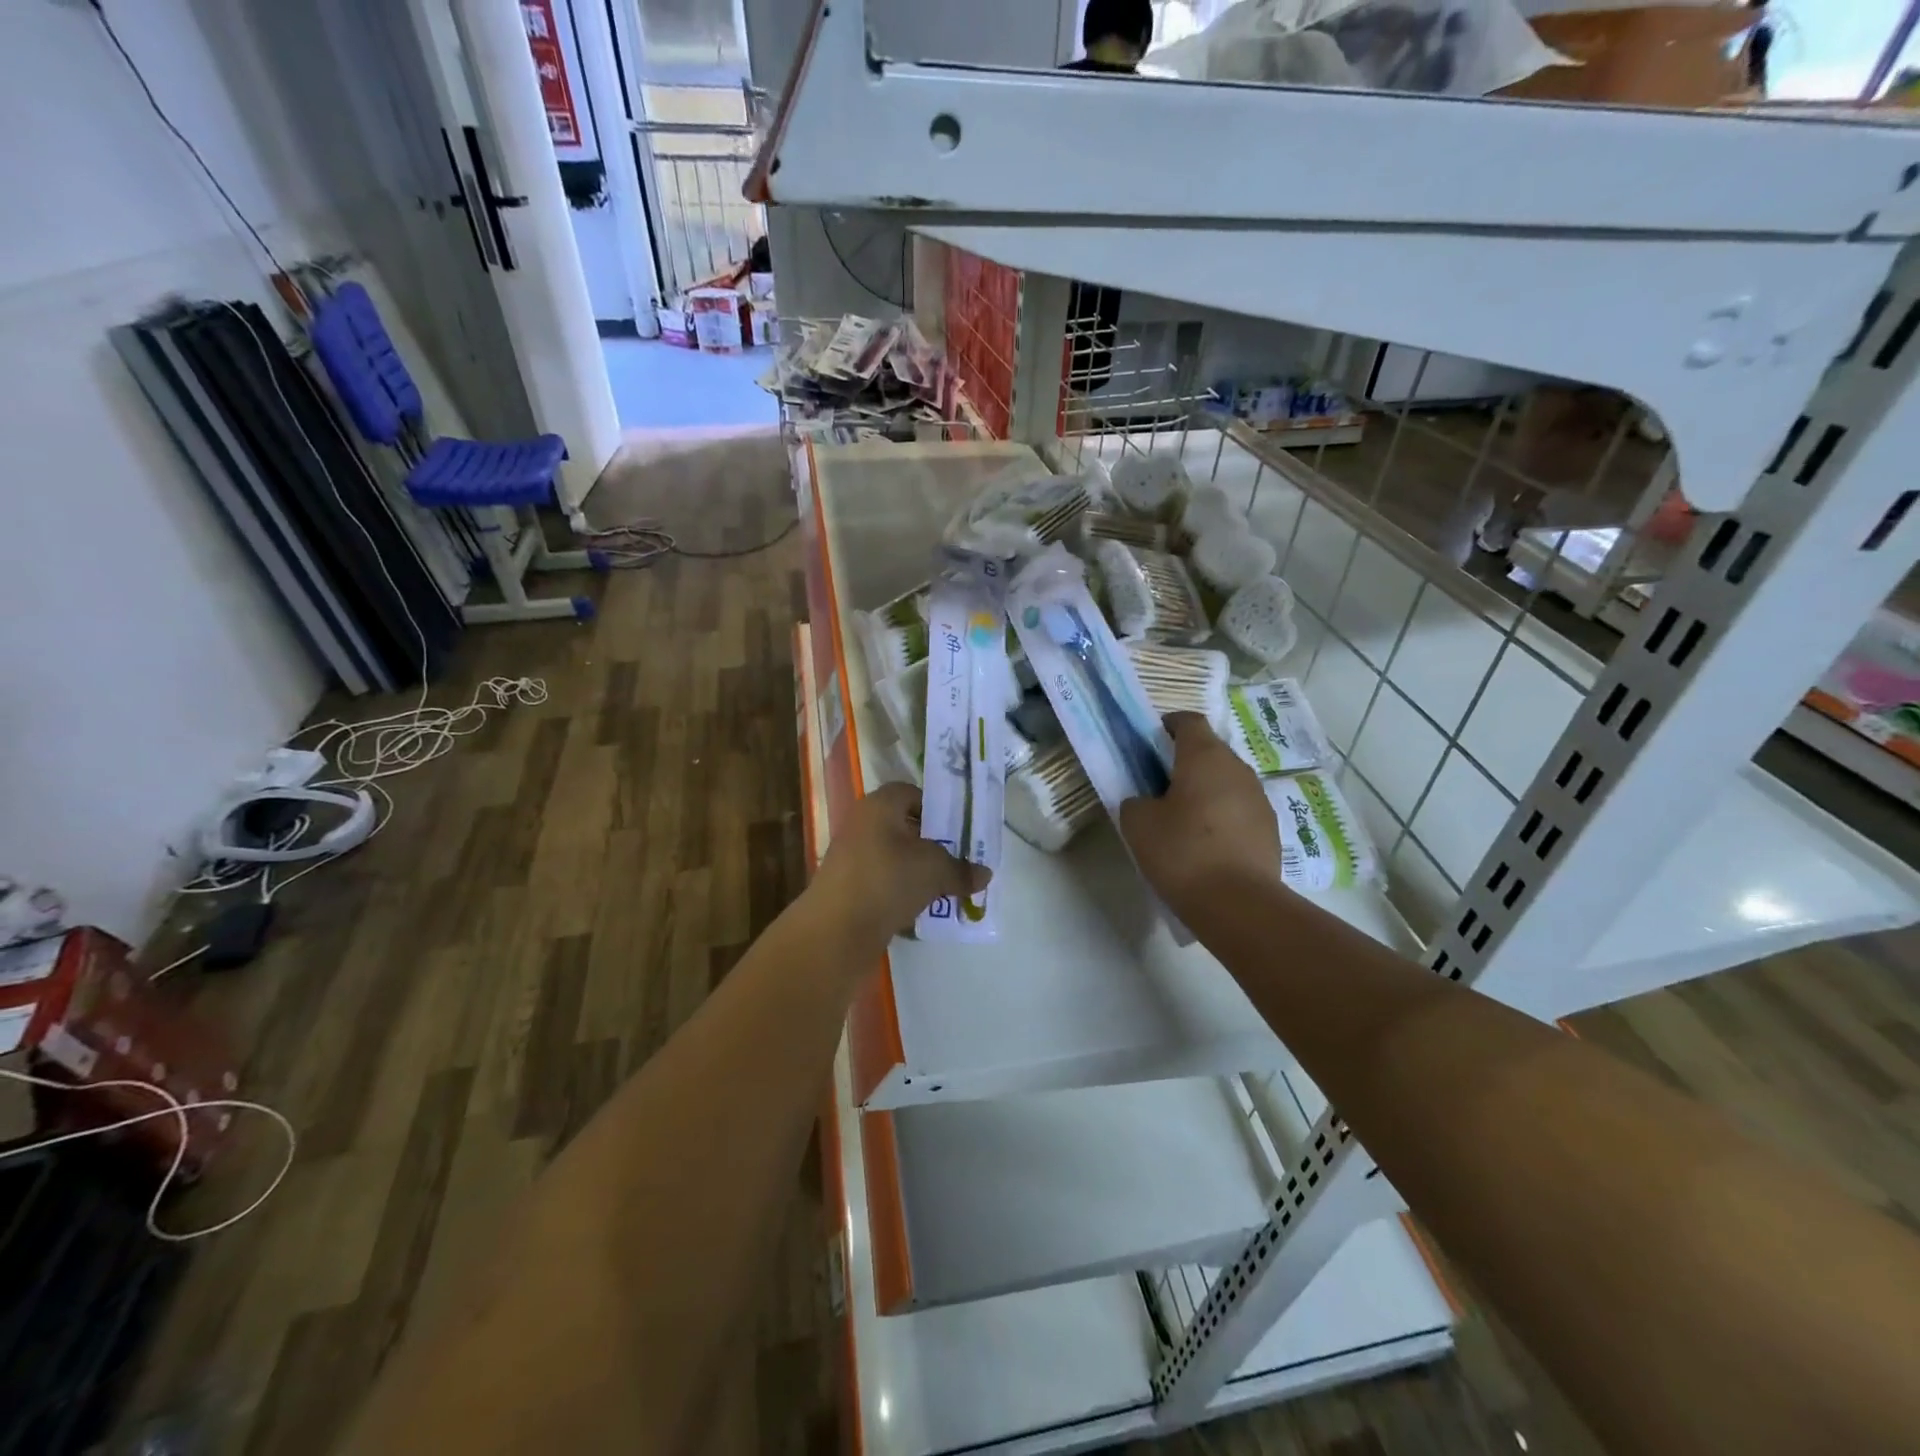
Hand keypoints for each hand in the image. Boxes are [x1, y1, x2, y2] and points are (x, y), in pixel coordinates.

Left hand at [810, 782, 990, 941]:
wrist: (836, 930)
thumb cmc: (888, 880)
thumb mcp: (935, 870)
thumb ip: (961, 869)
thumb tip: (985, 874)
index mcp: (879, 805)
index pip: (910, 793)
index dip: (935, 807)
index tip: (957, 830)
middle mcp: (861, 825)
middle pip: (902, 826)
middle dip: (930, 843)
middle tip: (956, 860)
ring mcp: (850, 858)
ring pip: (893, 857)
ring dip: (917, 871)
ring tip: (944, 888)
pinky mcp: (847, 889)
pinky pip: (882, 882)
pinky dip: (900, 892)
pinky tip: (920, 909)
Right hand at [1119, 713, 1282, 924]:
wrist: (1237, 904)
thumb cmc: (1182, 852)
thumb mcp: (1138, 824)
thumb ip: (1136, 801)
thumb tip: (1146, 801)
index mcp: (1204, 757)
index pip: (1189, 721)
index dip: (1169, 724)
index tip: (1151, 739)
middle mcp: (1237, 769)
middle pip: (1209, 751)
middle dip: (1184, 761)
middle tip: (1159, 784)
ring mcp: (1259, 799)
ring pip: (1226, 781)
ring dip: (1205, 790)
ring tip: (1182, 818)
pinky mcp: (1270, 829)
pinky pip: (1239, 810)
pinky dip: (1222, 816)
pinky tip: (1206, 844)